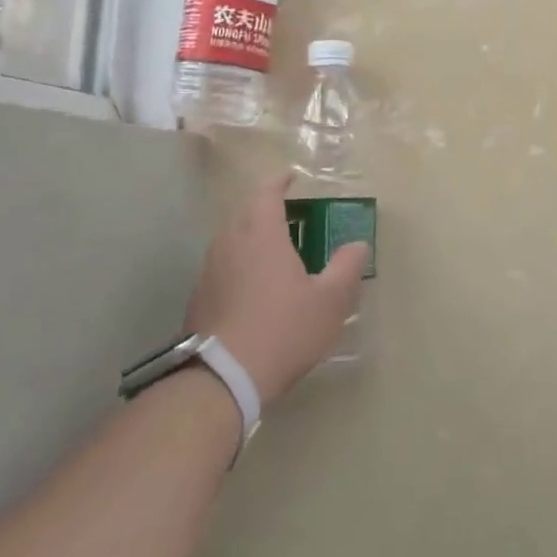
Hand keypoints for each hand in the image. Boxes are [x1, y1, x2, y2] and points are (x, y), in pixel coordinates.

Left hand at [184, 173, 369, 406]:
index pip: (266, 193)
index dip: (279, 182)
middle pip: (245, 213)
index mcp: (260, 234)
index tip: (290, 178)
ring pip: (231, 240)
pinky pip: (221, 267)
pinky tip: (252, 289)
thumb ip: (347, 267)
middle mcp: (229, 243)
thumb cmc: (283, 330)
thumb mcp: (330, 301)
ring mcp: (208, 270)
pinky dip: (238, 265)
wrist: (222, 378)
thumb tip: (357, 245)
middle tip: (289, 217)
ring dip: (251, 238)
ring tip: (273, 252)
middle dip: (265, 209)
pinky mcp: (198, 297)